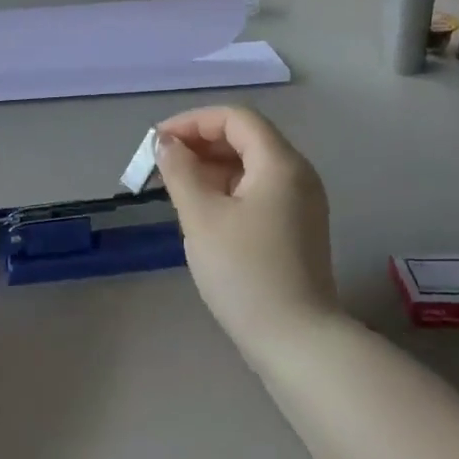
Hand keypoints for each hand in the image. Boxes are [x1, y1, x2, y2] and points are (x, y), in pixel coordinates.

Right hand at [154, 107, 339, 355]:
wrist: (295, 340)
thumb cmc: (244, 272)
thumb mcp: (202, 217)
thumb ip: (180, 172)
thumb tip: (166, 144)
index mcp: (280, 163)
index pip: (235, 118)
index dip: (193, 121)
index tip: (157, 142)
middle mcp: (297, 174)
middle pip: (246, 138)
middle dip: (200, 143)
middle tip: (162, 165)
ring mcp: (301, 202)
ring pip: (251, 166)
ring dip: (211, 167)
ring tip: (175, 187)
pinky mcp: (296, 227)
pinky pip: (258, 191)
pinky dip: (227, 189)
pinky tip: (202, 210)